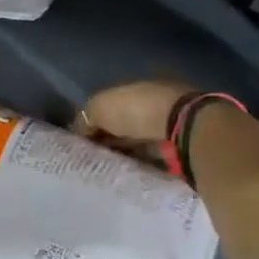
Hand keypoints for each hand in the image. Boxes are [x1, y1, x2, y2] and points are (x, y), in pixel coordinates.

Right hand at [73, 80, 197, 164]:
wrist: (180, 129)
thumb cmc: (135, 110)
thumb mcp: (99, 107)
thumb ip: (85, 118)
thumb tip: (77, 132)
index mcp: (134, 86)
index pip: (108, 103)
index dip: (93, 120)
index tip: (81, 139)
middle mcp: (150, 102)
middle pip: (122, 123)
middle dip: (108, 137)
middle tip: (90, 157)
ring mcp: (165, 126)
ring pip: (136, 141)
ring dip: (123, 152)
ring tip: (104, 168)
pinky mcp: (176, 148)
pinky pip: (149, 157)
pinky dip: (138, 163)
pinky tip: (123, 172)